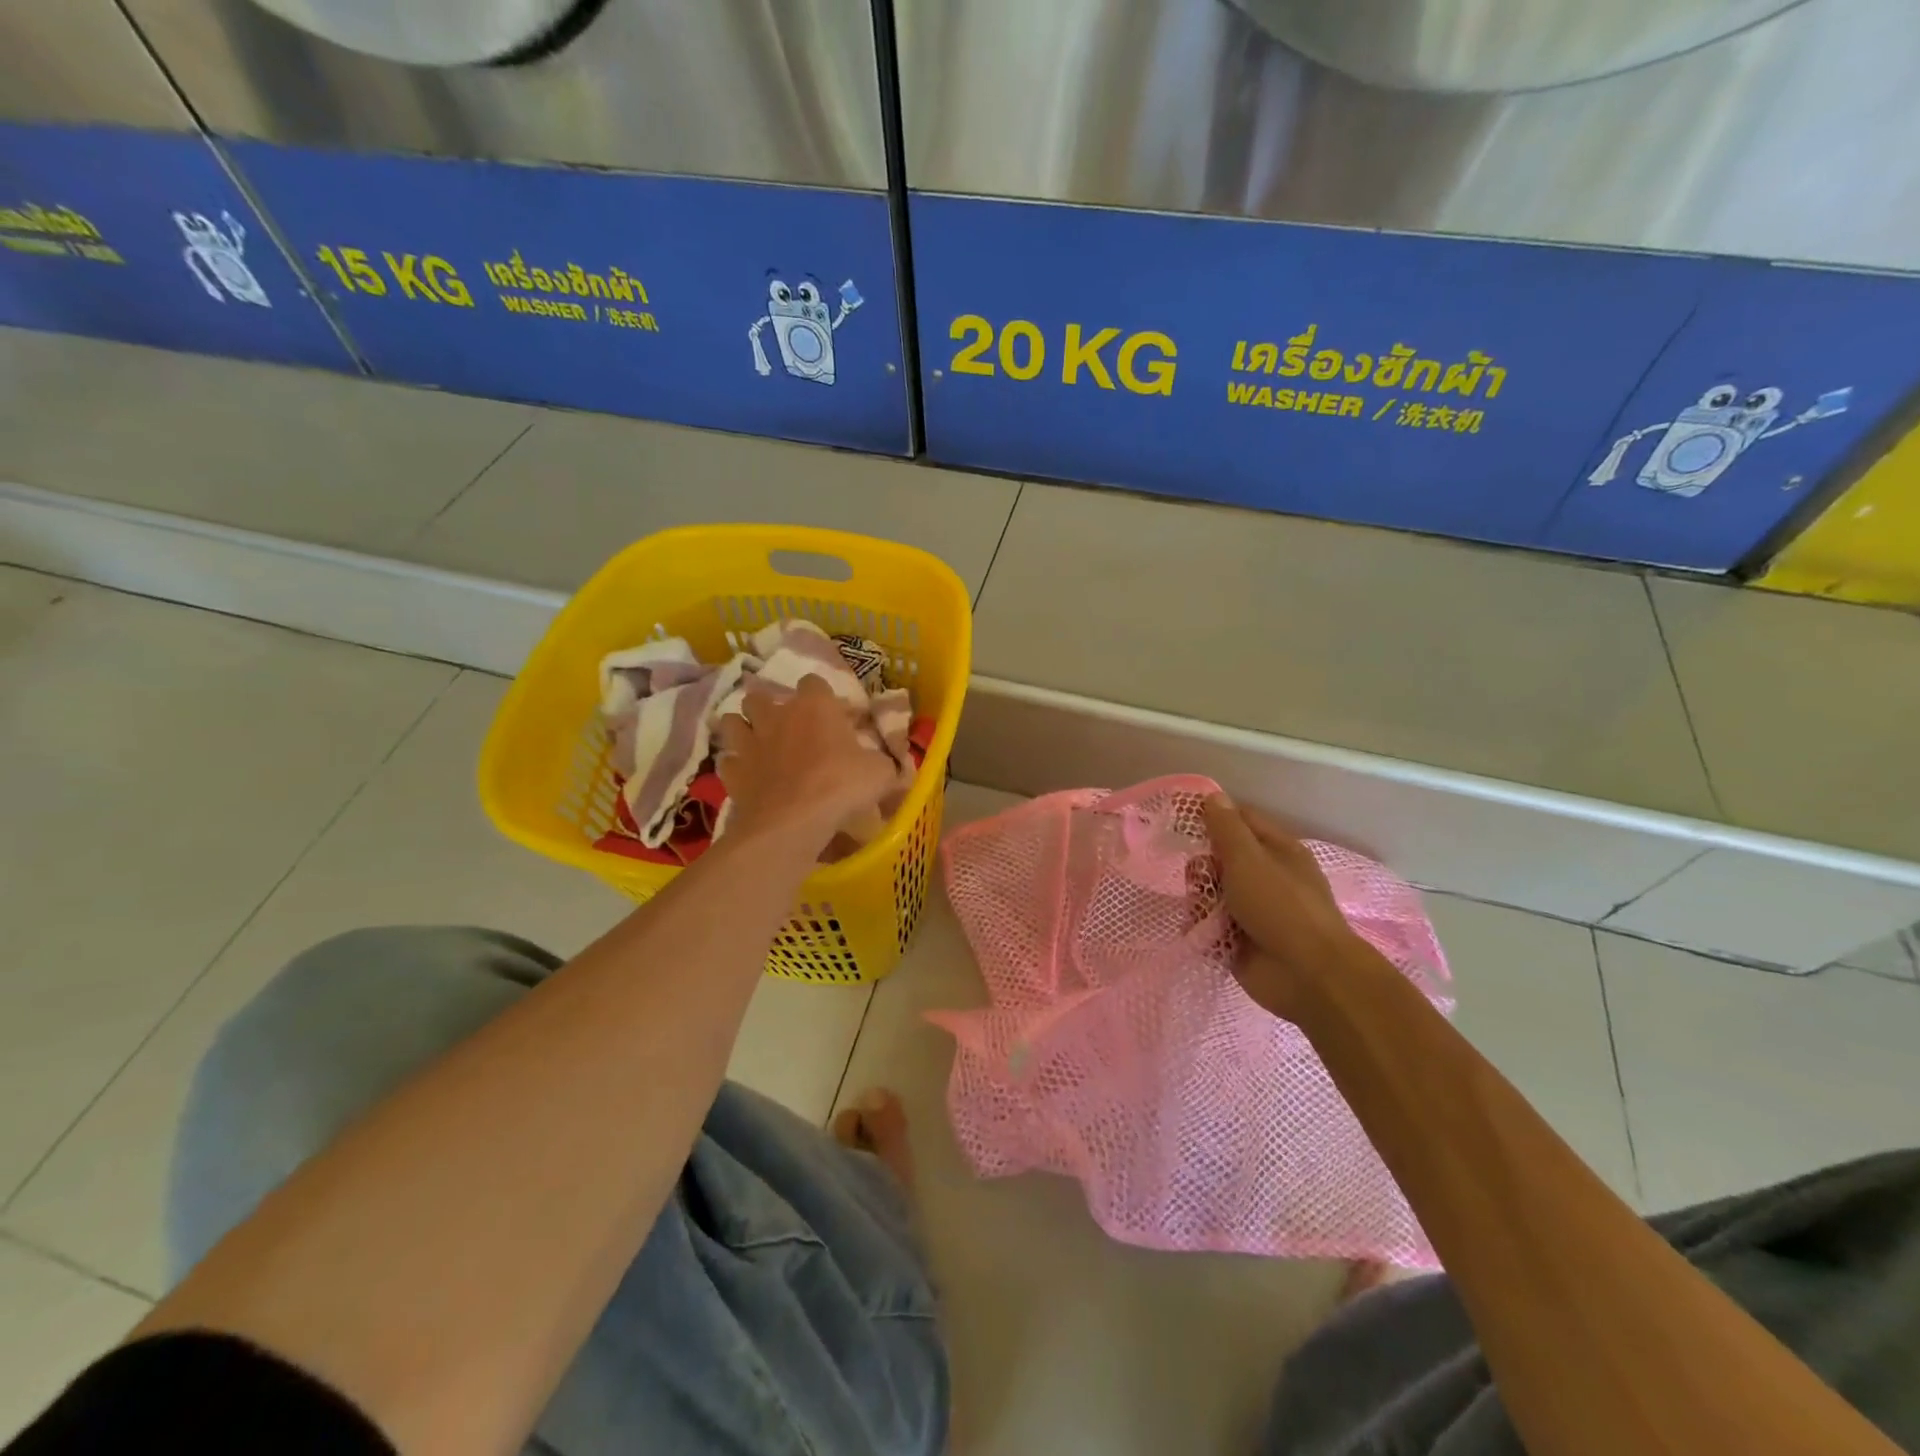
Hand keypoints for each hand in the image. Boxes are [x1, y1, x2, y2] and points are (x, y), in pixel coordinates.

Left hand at [717, 676, 896, 849]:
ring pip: (732, 721)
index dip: (821, 696)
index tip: (832, 715)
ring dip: (742, 729)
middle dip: (768, 707)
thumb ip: (884, 765)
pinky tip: (748, 777)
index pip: (813, 682)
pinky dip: (736, 767)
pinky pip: (728, 761)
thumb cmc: (841, 786)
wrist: (792, 821)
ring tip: (756, 744)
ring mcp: (749, 743)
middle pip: (759, 696)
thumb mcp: (880, 774)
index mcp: (814, 706)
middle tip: (786, 727)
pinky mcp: (733, 773)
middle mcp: (776, 716)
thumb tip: (892, 769)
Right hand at [1203, 794, 1372, 1020]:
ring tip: (1203, 913)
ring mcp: (1251, 910)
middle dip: (1201, 867)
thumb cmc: (1281, 906)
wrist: (1307, 976)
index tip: (1181, 818)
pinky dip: (1200, 928)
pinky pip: (1206, 925)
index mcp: (1276, 850)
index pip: (1239, 820)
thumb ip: (1226, 827)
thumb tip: (1213, 795)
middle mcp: (1263, 876)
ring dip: (1198, 900)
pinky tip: (1201, 933)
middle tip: (1199, 877)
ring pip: (1208, 893)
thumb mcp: (1249, 859)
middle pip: (1217, 858)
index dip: (1212, 816)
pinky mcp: (1237, 940)